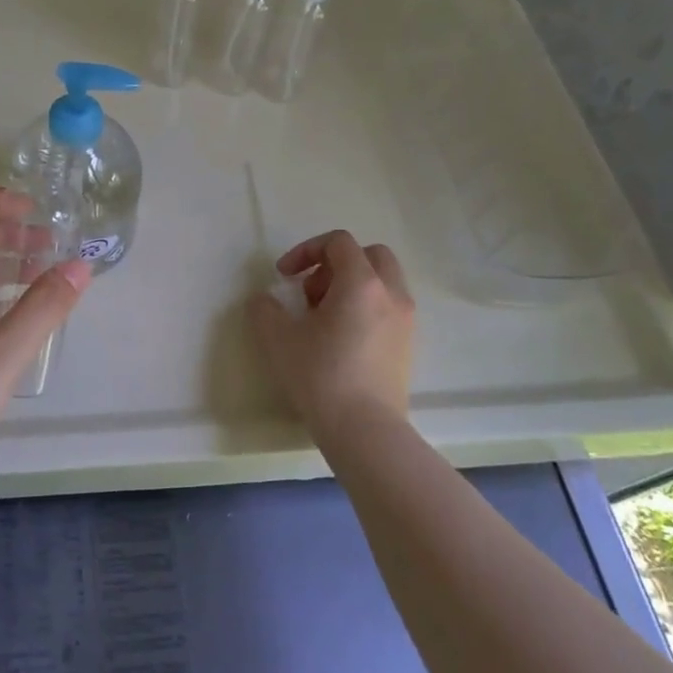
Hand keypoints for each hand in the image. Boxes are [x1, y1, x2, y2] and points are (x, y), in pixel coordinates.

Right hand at [248, 230, 415, 438]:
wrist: (365, 430)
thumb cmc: (320, 376)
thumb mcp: (277, 338)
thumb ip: (264, 308)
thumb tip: (266, 300)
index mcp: (361, 282)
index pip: (338, 242)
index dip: (306, 250)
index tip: (284, 276)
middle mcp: (391, 293)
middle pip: (369, 255)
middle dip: (335, 264)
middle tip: (311, 292)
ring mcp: (405, 320)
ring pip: (381, 281)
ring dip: (350, 286)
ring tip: (323, 320)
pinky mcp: (408, 345)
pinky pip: (387, 308)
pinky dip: (365, 308)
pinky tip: (341, 340)